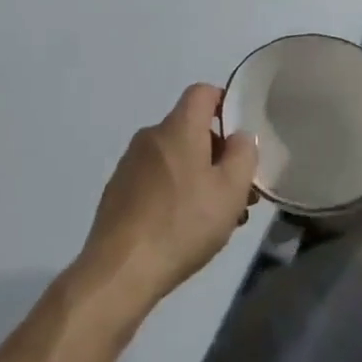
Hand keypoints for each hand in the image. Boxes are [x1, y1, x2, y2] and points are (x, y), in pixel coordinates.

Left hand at [73, 84, 258, 322]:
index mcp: (178, 127)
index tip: (239, 136)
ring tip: (217, 219)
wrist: (121, 268)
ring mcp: (130, 163)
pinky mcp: (118, 190)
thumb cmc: (183, 223)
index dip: (224, 103)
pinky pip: (155, 179)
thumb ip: (243, 155)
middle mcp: (151, 136)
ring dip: (198, 177)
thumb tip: (239, 136)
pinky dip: (174, 192)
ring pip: (174, 157)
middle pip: (190, 129)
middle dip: (217, 154)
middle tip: (238, 192)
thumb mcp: (230, 191)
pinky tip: (184, 228)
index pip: (202, 92)